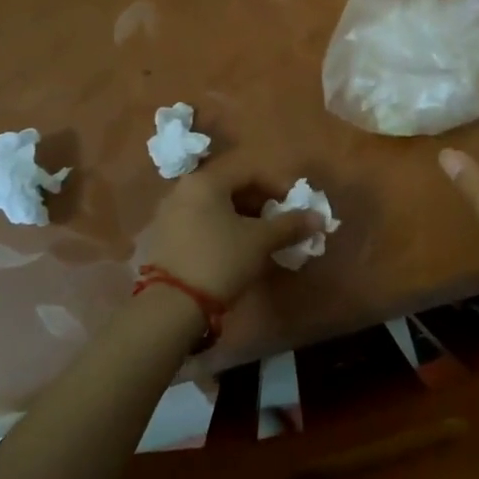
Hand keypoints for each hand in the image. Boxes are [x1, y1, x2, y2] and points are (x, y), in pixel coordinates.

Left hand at [136, 157, 319, 306]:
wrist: (169, 306)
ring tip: (258, 240)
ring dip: (239, 219)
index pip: (250, 172)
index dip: (277, 186)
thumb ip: (290, 225)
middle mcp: (182, 190)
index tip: (294, 207)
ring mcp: (166, 215)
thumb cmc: (220, 260)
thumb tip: (318, 217)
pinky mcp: (159, 239)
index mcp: (206, 181)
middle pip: (229, 188)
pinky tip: (231, 252)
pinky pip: (197, 224)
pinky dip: (219, 231)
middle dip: (259, 204)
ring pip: (213, 207)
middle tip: (278, 225)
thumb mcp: (260, 242)